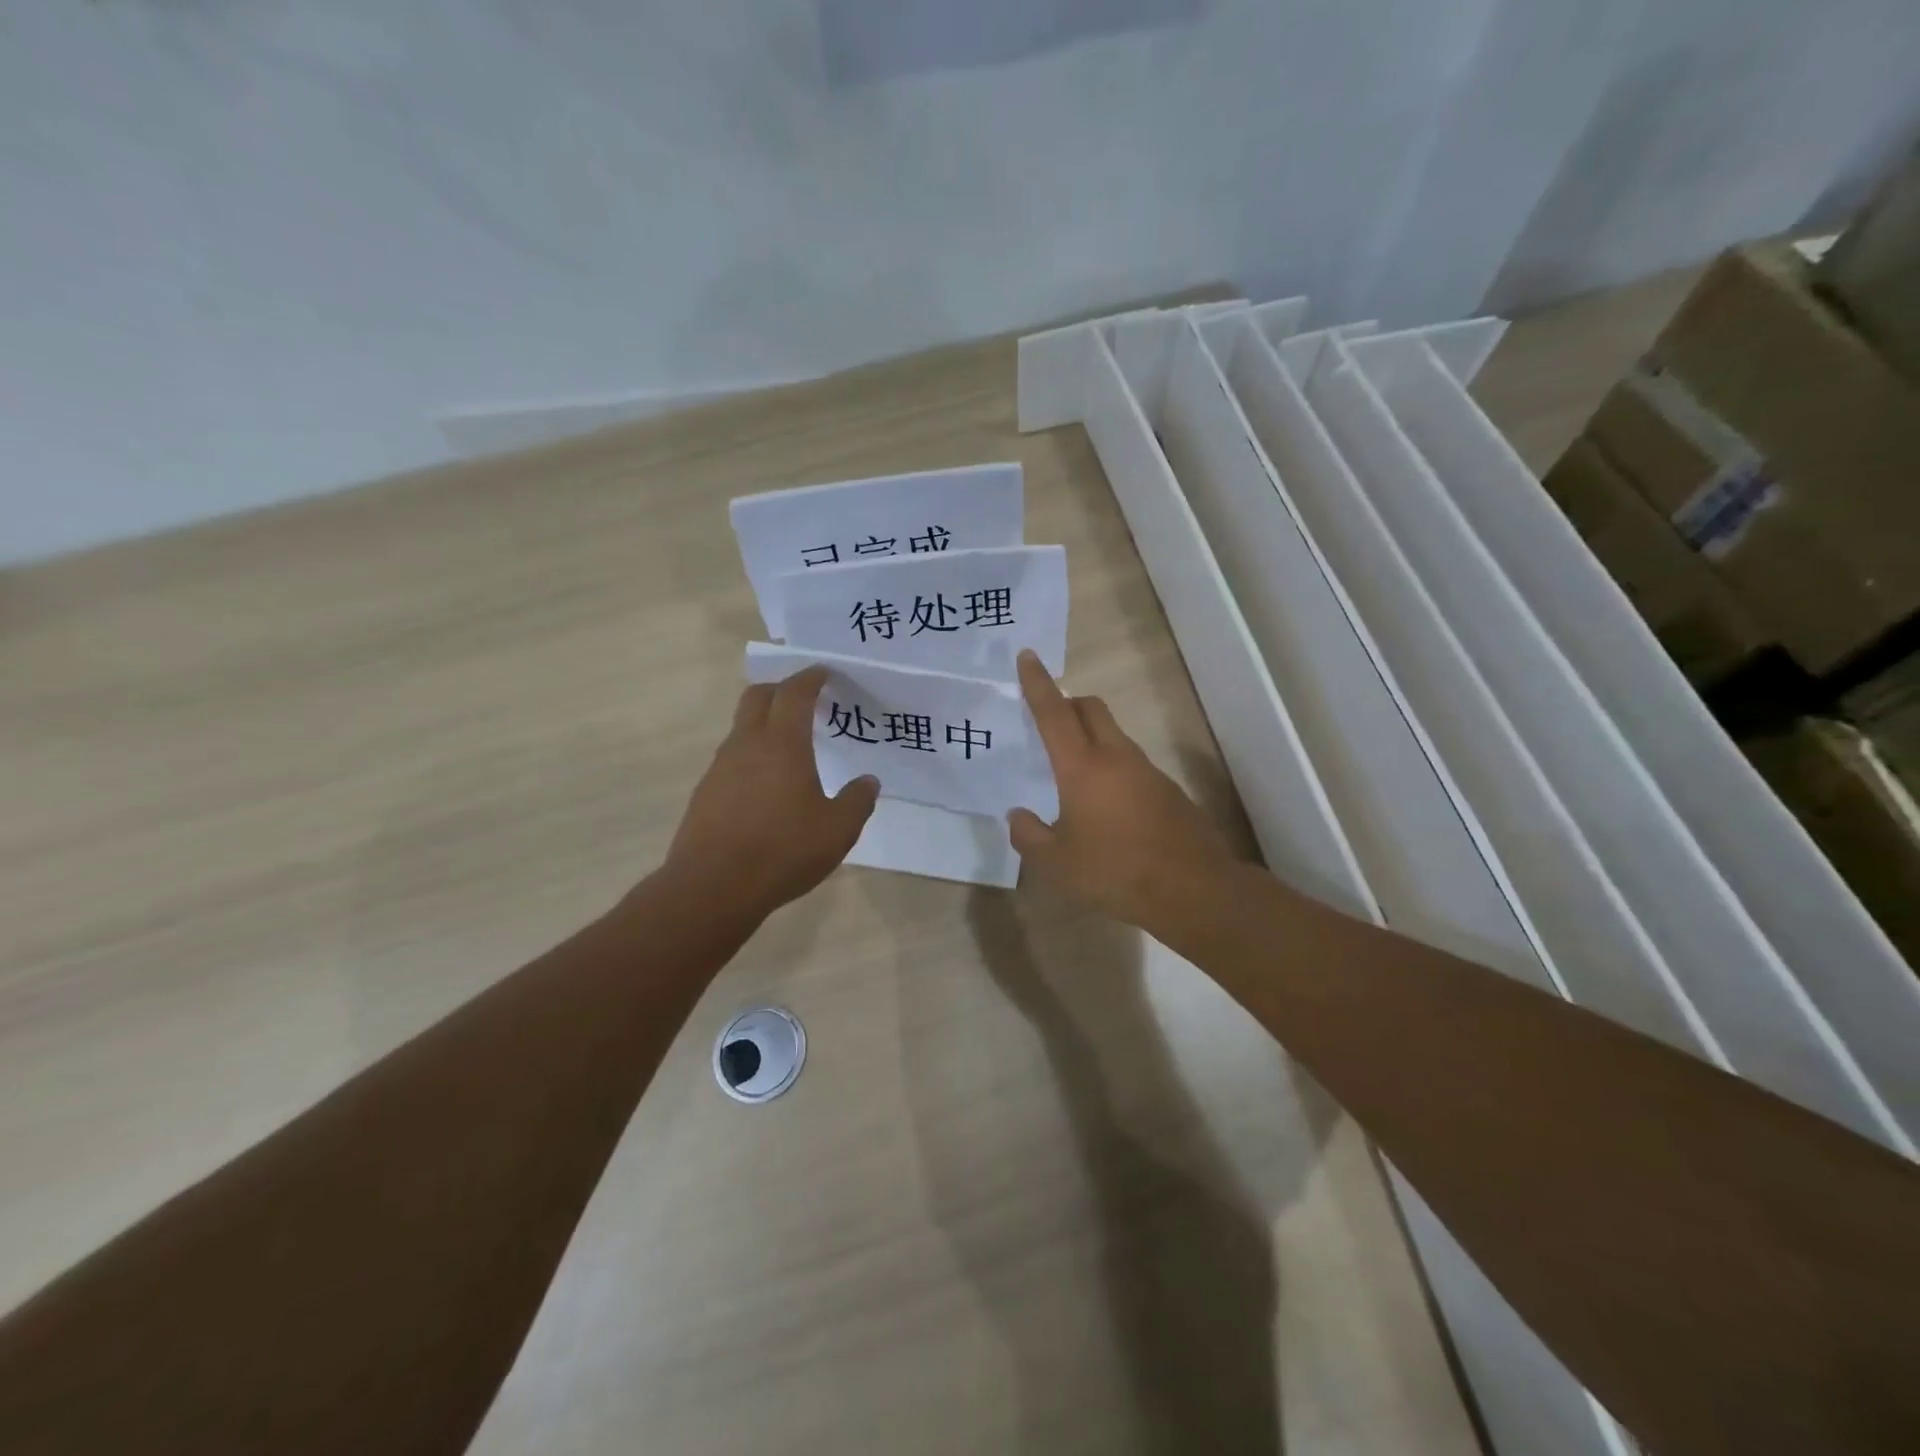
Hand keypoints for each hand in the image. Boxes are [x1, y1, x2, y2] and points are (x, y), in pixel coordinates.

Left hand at [665, 666, 878, 921]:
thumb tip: (868, 781)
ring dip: (764, 724)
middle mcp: (747, 745)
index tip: (823, 673)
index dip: (810, 678)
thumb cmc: (783, 850)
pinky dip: (751, 756)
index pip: (795, 693)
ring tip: (790, 747)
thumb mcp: (838, 830)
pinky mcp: (706, 793)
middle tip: (804, 699)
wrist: (713, 887)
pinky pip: (732, 759)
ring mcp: (720, 768)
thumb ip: (858, 801)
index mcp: (783, 744)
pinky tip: (766, 786)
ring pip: (742, 728)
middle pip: (758, 697)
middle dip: (781, 689)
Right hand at [1008, 650, 1239, 934]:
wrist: (1193, 889)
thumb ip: (1029, 836)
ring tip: (1073, 771)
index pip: (1054, 713)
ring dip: (1091, 737)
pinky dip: (1112, 766)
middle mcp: (1116, 757)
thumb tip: (1018, 816)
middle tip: (1049, 718)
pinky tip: (1105, 804)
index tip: (1029, 657)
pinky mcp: (1167, 790)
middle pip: (1091, 709)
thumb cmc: (1115, 872)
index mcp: (1082, 767)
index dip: (1038, 684)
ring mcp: (1147, 771)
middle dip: (1068, 702)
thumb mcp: (1056, 864)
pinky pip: (1131, 763)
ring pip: (1113, 735)